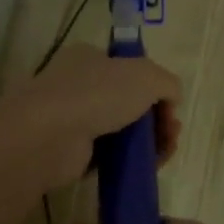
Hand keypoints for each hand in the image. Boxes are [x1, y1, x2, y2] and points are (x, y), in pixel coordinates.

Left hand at [0, 46, 181, 192]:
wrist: (50, 137)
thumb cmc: (96, 94)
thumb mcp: (145, 75)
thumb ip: (167, 83)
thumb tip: (172, 99)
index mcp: (90, 58)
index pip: (129, 69)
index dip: (155, 87)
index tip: (171, 107)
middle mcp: (79, 86)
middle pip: (129, 102)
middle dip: (157, 118)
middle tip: (173, 133)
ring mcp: (73, 120)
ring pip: (122, 131)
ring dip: (149, 141)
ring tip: (166, 151)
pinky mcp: (73, 154)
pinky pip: (111, 156)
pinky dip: (131, 161)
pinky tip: (148, 166)